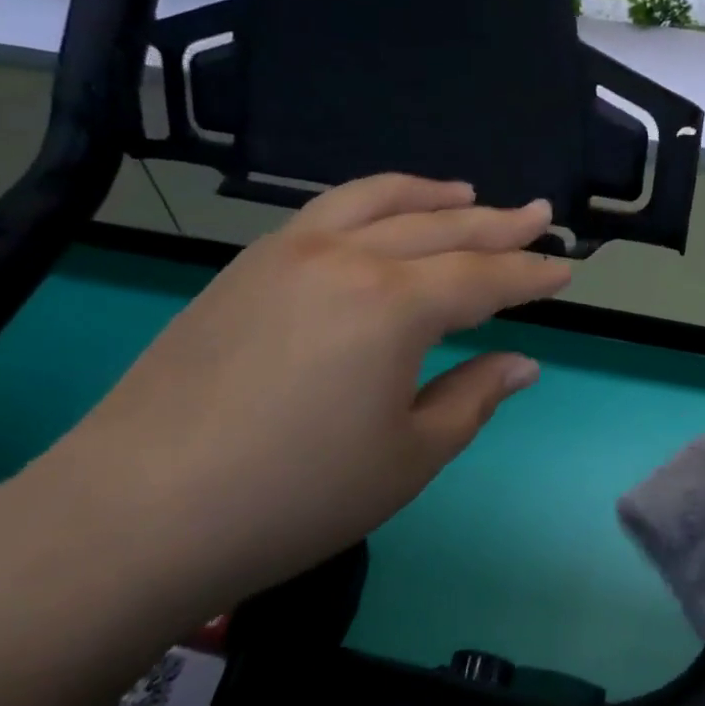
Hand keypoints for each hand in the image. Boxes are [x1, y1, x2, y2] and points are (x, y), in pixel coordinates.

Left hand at [26, 175, 570, 624]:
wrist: (137, 513)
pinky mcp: (243, 269)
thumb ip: (473, 398)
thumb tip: (522, 364)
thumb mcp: (410, 456)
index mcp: (394, 305)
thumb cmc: (297, 495)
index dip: (531, 275)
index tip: (567, 270)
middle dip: (496, 224)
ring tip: (466, 191)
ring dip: (429, 195)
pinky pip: (324, 214)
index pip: (483, 279)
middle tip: (538, 215)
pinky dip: (369, 204)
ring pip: (374, 202)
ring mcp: (285, 254)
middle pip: (439, 227)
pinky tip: (381, 220)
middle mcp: (344, 257)